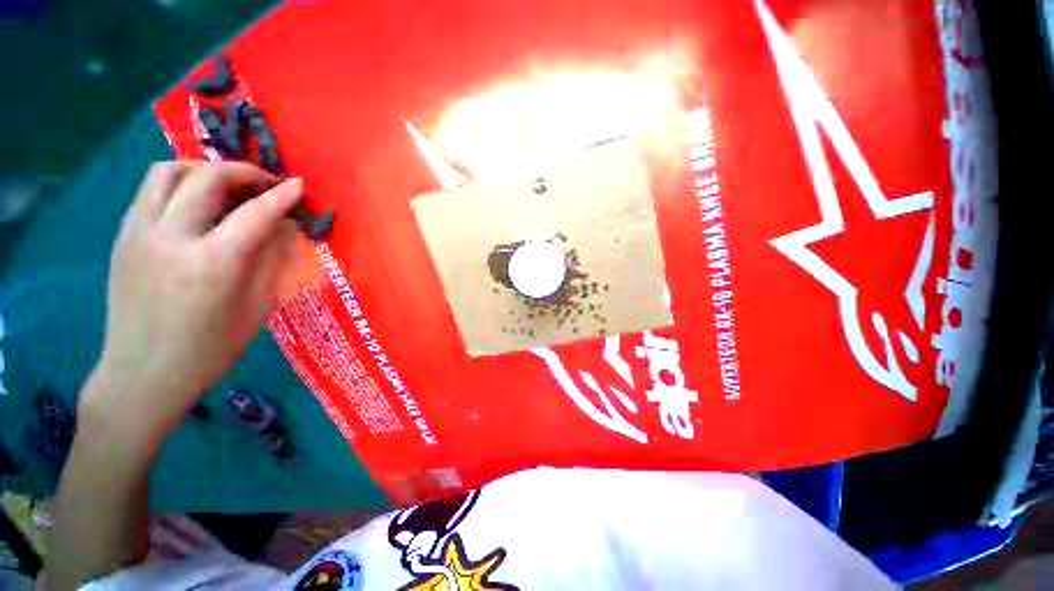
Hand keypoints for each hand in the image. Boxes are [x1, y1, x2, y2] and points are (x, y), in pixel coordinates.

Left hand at [82, 161, 302, 437]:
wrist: (144, 373)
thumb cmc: (210, 348)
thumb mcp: (256, 307)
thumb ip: (270, 260)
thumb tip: (283, 227)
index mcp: (213, 264)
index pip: (255, 213)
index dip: (282, 195)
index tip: (298, 185)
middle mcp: (172, 238)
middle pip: (207, 178)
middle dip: (243, 172)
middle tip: (264, 183)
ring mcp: (139, 234)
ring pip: (168, 172)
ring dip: (203, 169)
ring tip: (225, 184)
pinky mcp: (123, 237)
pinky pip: (149, 191)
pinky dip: (178, 184)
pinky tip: (194, 203)